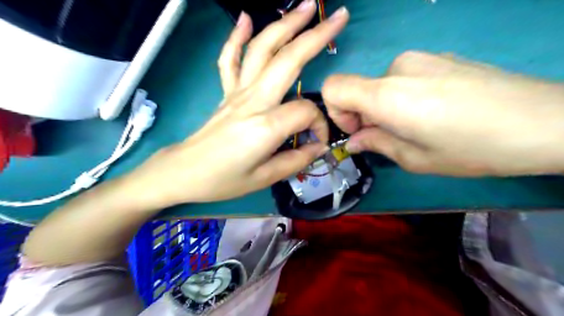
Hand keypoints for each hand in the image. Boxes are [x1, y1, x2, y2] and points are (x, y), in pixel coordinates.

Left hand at [128, 0, 347, 206]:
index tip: (316, 143)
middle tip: (338, 16)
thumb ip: (296, 160)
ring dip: (284, 24)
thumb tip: (318, 146)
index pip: (306, 112)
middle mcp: (253, 100)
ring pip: (261, 50)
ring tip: (305, 7)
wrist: (183, 172)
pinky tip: (246, 17)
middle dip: (316, 35)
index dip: (319, 126)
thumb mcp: (265, 178)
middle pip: (288, 60)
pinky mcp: (226, 92)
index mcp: (266, 125)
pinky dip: (237, 36)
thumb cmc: (223, 180)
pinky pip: (229, 59)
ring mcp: (237, 92)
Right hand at [324, 51, 563, 176]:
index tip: (358, 131)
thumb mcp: (415, 158)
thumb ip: (376, 144)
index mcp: (386, 95)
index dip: (335, 111)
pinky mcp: (440, 57)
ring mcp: (422, 58)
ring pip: (382, 85)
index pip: (333, 87)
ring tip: (418, 126)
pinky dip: (405, 97)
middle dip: (365, 116)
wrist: (548, 120)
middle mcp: (398, 68)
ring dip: (387, 107)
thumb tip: (354, 141)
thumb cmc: (473, 148)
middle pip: (359, 89)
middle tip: (392, 137)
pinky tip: (437, 111)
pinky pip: (405, 78)